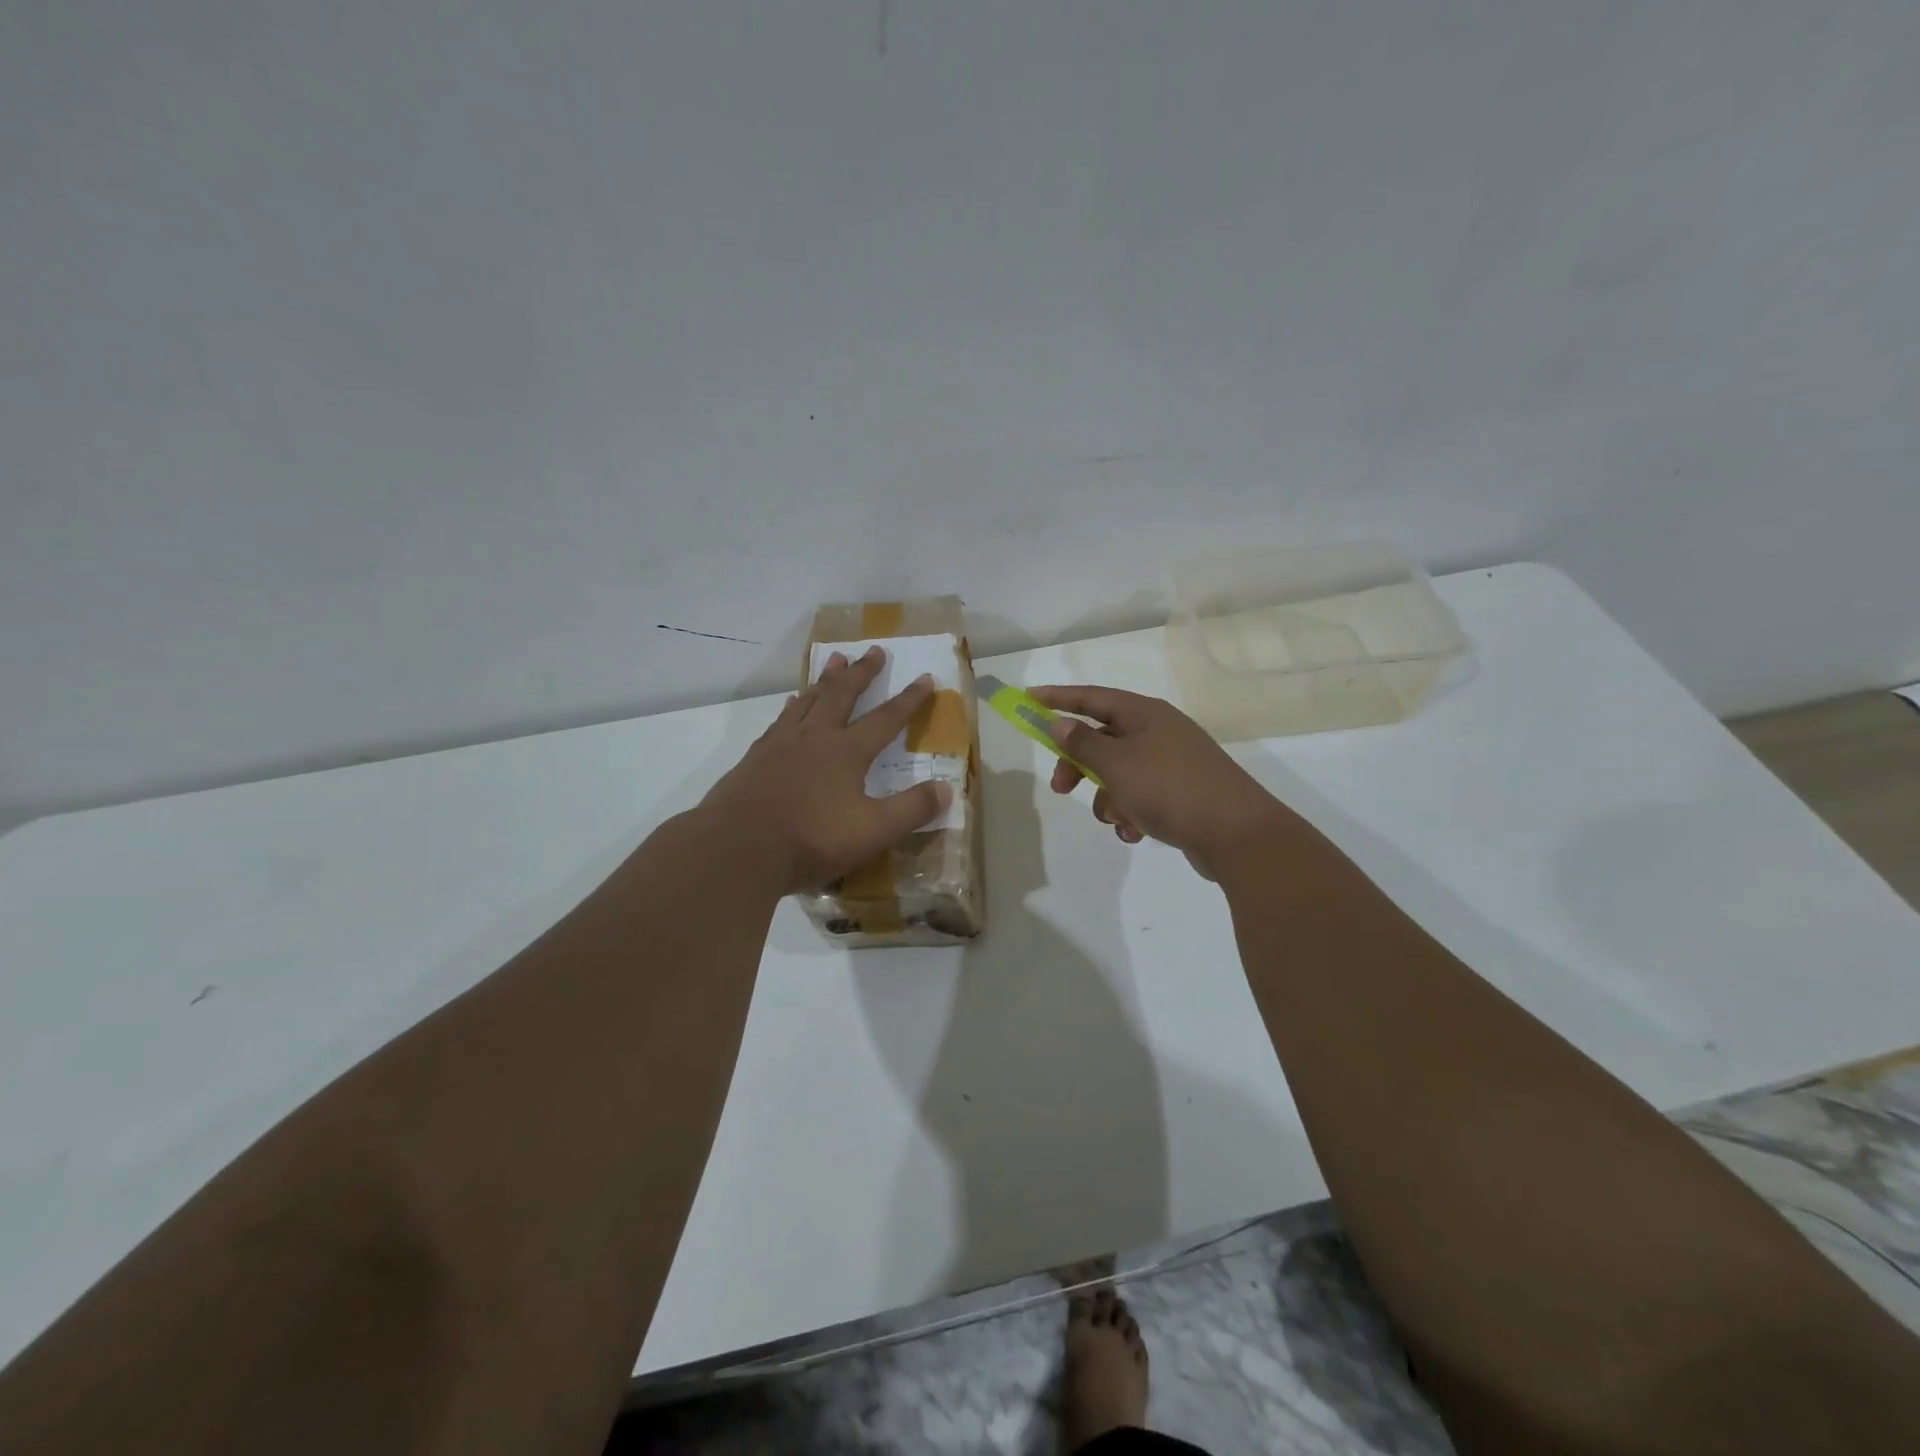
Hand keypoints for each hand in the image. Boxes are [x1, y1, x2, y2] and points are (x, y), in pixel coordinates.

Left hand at [701, 646, 951, 894]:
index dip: (909, 699)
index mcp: (847, 751)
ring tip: (834, 659)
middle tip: (874, 650)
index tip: (924, 677)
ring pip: (808, 700)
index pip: (886, 718)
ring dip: (825, 679)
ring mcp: (780, 744)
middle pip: (842, 695)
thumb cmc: (810, 839)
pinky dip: (792, 706)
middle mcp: (815, 737)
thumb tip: (947, 789)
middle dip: (862, 673)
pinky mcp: (755, 758)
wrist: (737, 847)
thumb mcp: (873, 831)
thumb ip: (912, 809)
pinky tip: (790, 705)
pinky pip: (780, 720)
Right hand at [1031, 685, 1295, 880]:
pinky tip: (1135, 832)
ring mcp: (1171, 764)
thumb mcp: (1117, 763)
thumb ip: (1082, 743)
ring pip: (1119, 774)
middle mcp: (1159, 733)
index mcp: (1145, 714)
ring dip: (1107, 797)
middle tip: (1061, 787)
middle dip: (1079, 765)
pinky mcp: (1180, 795)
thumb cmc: (1169, 788)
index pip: (1092, 697)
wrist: (1236, 834)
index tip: (1028, 700)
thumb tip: (1059, 722)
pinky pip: (1140, 798)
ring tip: (1117, 817)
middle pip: (1102, 740)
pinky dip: (1130, 814)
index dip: (1058, 698)